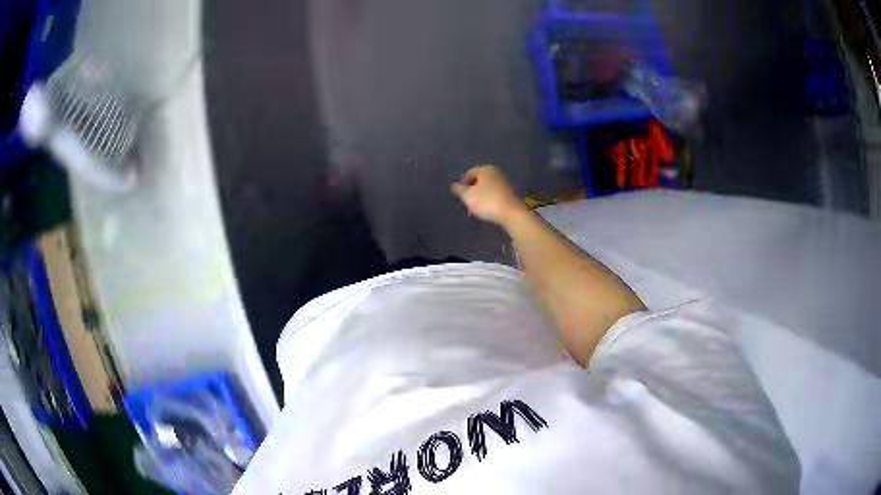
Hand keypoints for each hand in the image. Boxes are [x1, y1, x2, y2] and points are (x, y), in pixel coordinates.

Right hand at [451, 165, 527, 225]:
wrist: (510, 213)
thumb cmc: (487, 201)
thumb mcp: (467, 196)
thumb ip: (458, 189)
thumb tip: (454, 185)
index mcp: (485, 169)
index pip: (469, 174)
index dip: (462, 185)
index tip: (461, 197)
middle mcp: (495, 172)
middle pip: (478, 180)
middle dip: (472, 191)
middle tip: (468, 203)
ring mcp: (504, 182)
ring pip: (486, 188)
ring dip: (480, 197)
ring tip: (476, 209)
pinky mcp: (509, 193)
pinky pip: (494, 194)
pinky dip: (489, 200)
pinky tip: (487, 209)